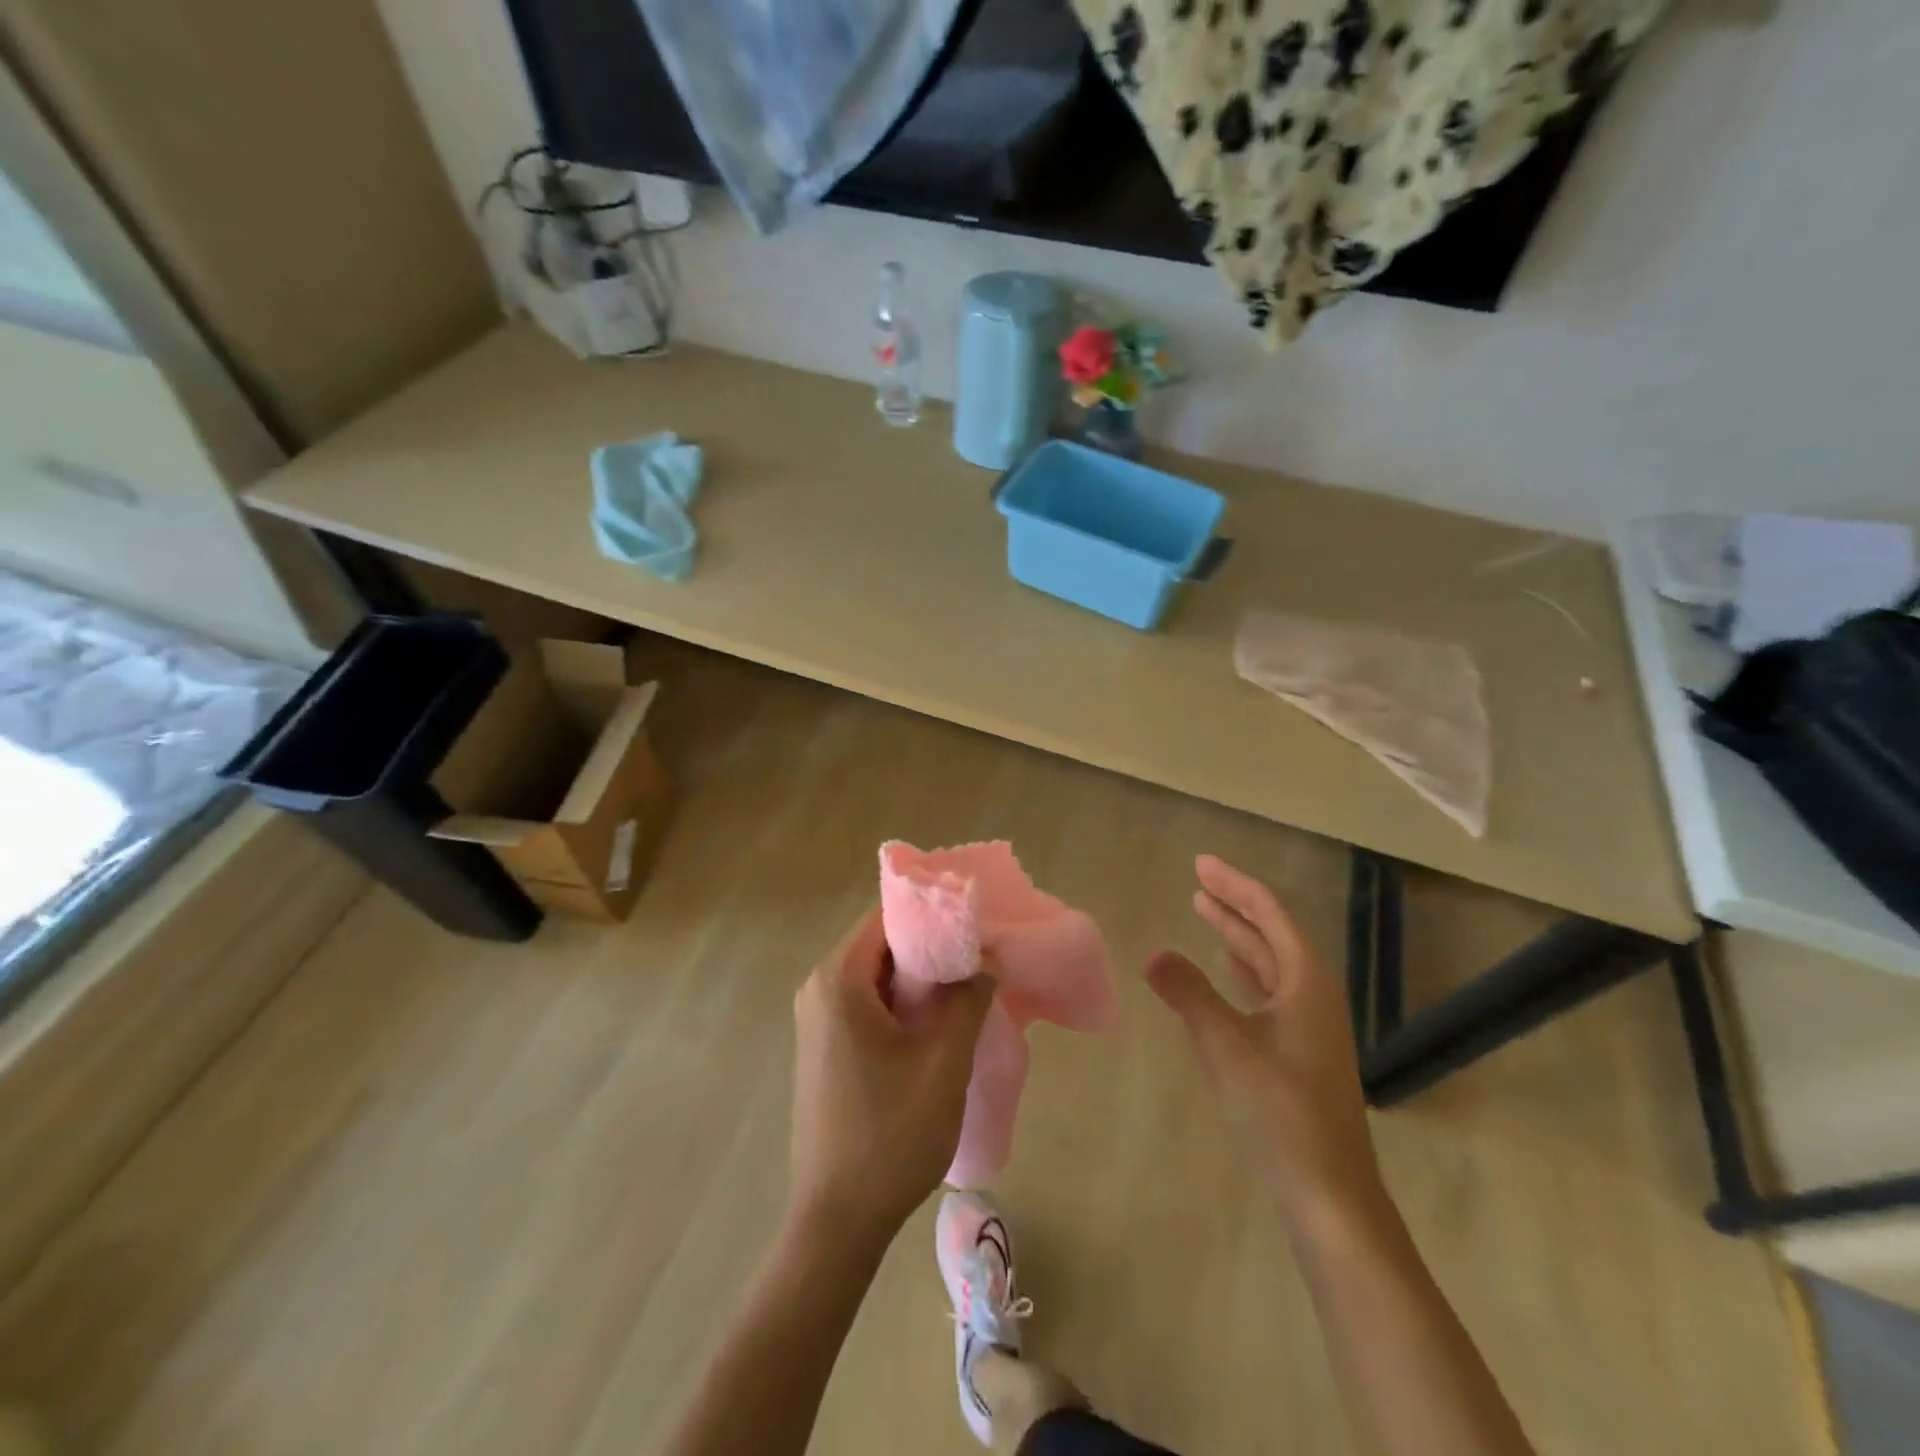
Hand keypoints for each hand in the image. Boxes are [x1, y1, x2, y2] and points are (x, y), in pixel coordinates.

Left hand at [789, 908, 995, 1244]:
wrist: (837, 1221)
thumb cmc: (890, 1134)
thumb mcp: (944, 1062)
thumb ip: (968, 998)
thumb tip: (986, 958)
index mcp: (837, 980)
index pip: (887, 918)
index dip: (933, 916)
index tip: (975, 926)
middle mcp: (818, 989)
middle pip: (881, 945)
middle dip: (931, 949)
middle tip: (979, 959)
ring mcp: (817, 1021)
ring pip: (876, 976)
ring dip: (919, 980)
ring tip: (967, 990)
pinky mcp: (824, 1048)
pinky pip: (866, 1004)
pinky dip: (901, 1005)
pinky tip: (937, 1026)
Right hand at [1146, 855, 1383, 1229]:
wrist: (1330, 1196)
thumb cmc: (1281, 1113)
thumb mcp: (1226, 1048)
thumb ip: (1188, 994)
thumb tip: (1153, 953)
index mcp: (1306, 984)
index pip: (1270, 915)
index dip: (1235, 885)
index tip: (1200, 864)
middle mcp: (1313, 996)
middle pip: (1272, 934)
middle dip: (1235, 905)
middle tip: (1197, 880)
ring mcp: (1310, 1026)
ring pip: (1270, 964)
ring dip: (1238, 936)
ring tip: (1205, 911)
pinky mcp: (1300, 1052)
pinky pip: (1268, 992)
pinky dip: (1243, 972)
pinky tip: (1225, 972)